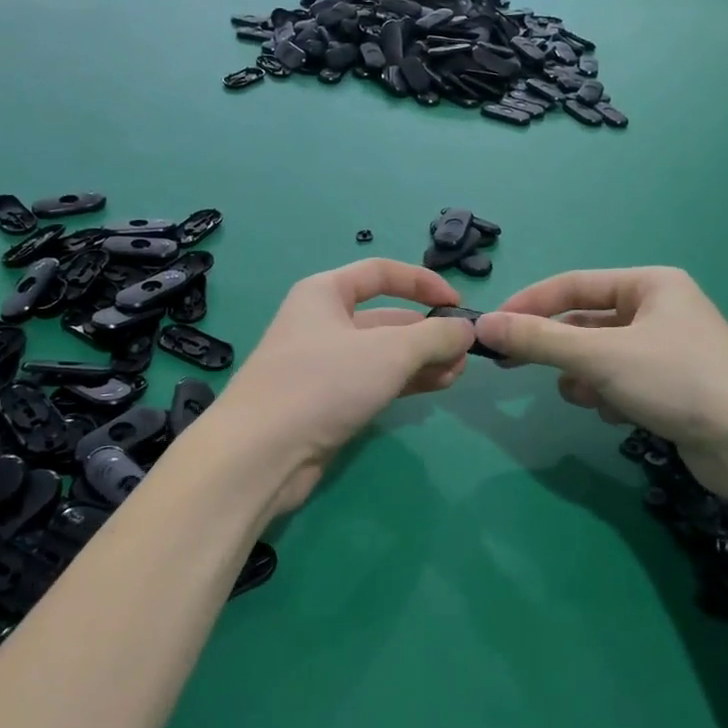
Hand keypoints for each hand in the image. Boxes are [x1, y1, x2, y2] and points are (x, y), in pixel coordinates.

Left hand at [208, 259, 474, 513]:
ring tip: (457, 374)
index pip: (381, 273)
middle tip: (465, 353)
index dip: (423, 283)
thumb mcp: (389, 351)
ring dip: (422, 360)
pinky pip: (375, 381)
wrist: (261, 454)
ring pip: (383, 353)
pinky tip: (436, 387)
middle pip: (386, 317)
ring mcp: (324, 364)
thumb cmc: (323, 383)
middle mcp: (322, 322)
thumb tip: (466, 329)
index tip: (458, 304)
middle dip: (428, 332)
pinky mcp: (328, 401)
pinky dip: (405, 381)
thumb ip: (435, 336)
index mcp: (325, 293)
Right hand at [474, 268, 727, 479]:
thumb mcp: (601, 357)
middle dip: (557, 349)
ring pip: (601, 356)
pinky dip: (611, 395)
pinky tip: (622, 415)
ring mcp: (669, 348)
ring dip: (586, 377)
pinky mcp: (674, 384)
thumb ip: (539, 340)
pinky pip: (622, 380)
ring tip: (591, 397)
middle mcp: (661, 308)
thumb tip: (483, 325)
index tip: (491, 327)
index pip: (572, 285)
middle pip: (586, 323)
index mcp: (651, 284)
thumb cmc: (678, 381)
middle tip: (511, 365)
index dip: (528, 305)